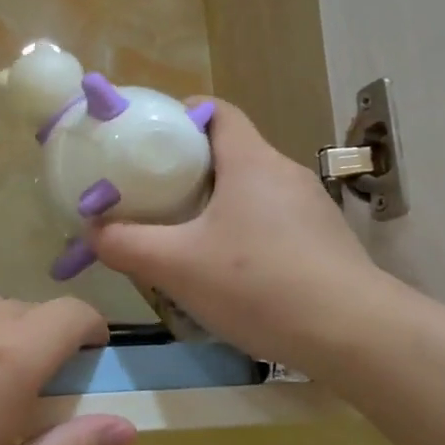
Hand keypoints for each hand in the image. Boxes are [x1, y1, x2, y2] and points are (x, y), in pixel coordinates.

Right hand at [89, 100, 384, 374]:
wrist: (352, 333)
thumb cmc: (258, 283)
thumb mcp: (177, 266)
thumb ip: (126, 244)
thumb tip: (92, 231)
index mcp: (250, 161)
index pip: (216, 111)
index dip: (180, 116)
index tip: (148, 142)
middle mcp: (283, 173)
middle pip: (230, 153)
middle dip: (188, 170)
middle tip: (152, 198)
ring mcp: (310, 207)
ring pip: (250, 191)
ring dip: (216, 205)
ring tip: (183, 238)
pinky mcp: (324, 241)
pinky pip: (272, 221)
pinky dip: (243, 232)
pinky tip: (229, 272)